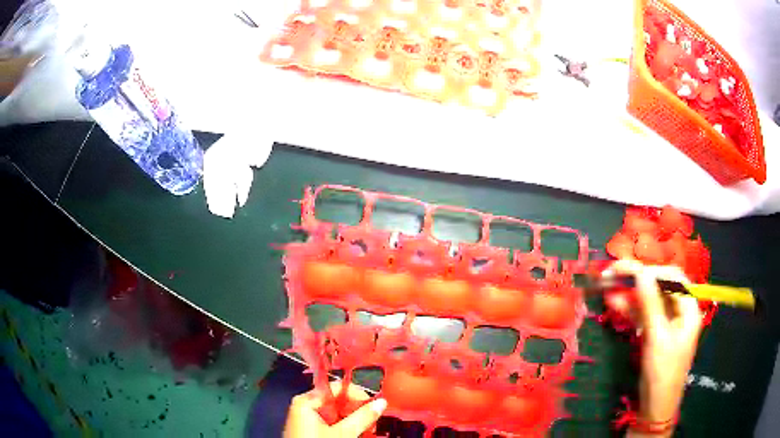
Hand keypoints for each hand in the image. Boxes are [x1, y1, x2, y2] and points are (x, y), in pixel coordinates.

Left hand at [284, 381, 386, 437]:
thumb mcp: (342, 433)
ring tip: (368, 430)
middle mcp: (306, 406)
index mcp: (307, 401)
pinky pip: (333, 423)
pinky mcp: (313, 430)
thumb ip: (362, 417)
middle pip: (338, 401)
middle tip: (373, 422)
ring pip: (338, 414)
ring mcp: (309, 419)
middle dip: (358, 411)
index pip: (337, 387)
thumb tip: (381, 402)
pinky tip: (357, 434)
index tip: (374, 405)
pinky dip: (346, 428)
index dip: (357, 395)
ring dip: (355, 421)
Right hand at [604, 260, 703, 437]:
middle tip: (614, 274)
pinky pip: (644, 315)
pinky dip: (631, 309)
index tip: (628, 270)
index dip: (651, 270)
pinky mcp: (656, 333)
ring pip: (649, 300)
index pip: (673, 278)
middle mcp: (680, 310)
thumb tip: (641, 272)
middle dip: (638, 279)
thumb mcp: (657, 338)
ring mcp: (667, 322)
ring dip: (630, 294)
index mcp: (689, 308)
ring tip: (608, 286)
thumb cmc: (662, 373)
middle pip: (660, 286)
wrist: (655, 408)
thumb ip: (650, 304)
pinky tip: (615, 303)